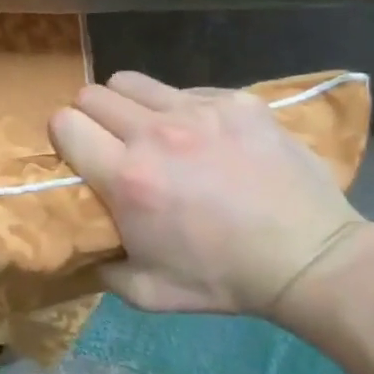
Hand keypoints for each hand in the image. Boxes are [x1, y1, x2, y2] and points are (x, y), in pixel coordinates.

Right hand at [50, 72, 363, 317]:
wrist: (311, 259)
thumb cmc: (223, 279)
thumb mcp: (147, 292)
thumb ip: (102, 266)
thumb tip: (85, 246)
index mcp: (127, 178)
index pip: (63, 123)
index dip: (63, 137)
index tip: (77, 154)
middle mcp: (155, 134)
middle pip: (91, 94)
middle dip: (90, 117)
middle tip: (109, 143)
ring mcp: (200, 111)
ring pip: (132, 82)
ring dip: (128, 104)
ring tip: (148, 131)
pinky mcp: (237, 101)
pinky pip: (185, 90)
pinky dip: (181, 109)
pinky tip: (203, 137)